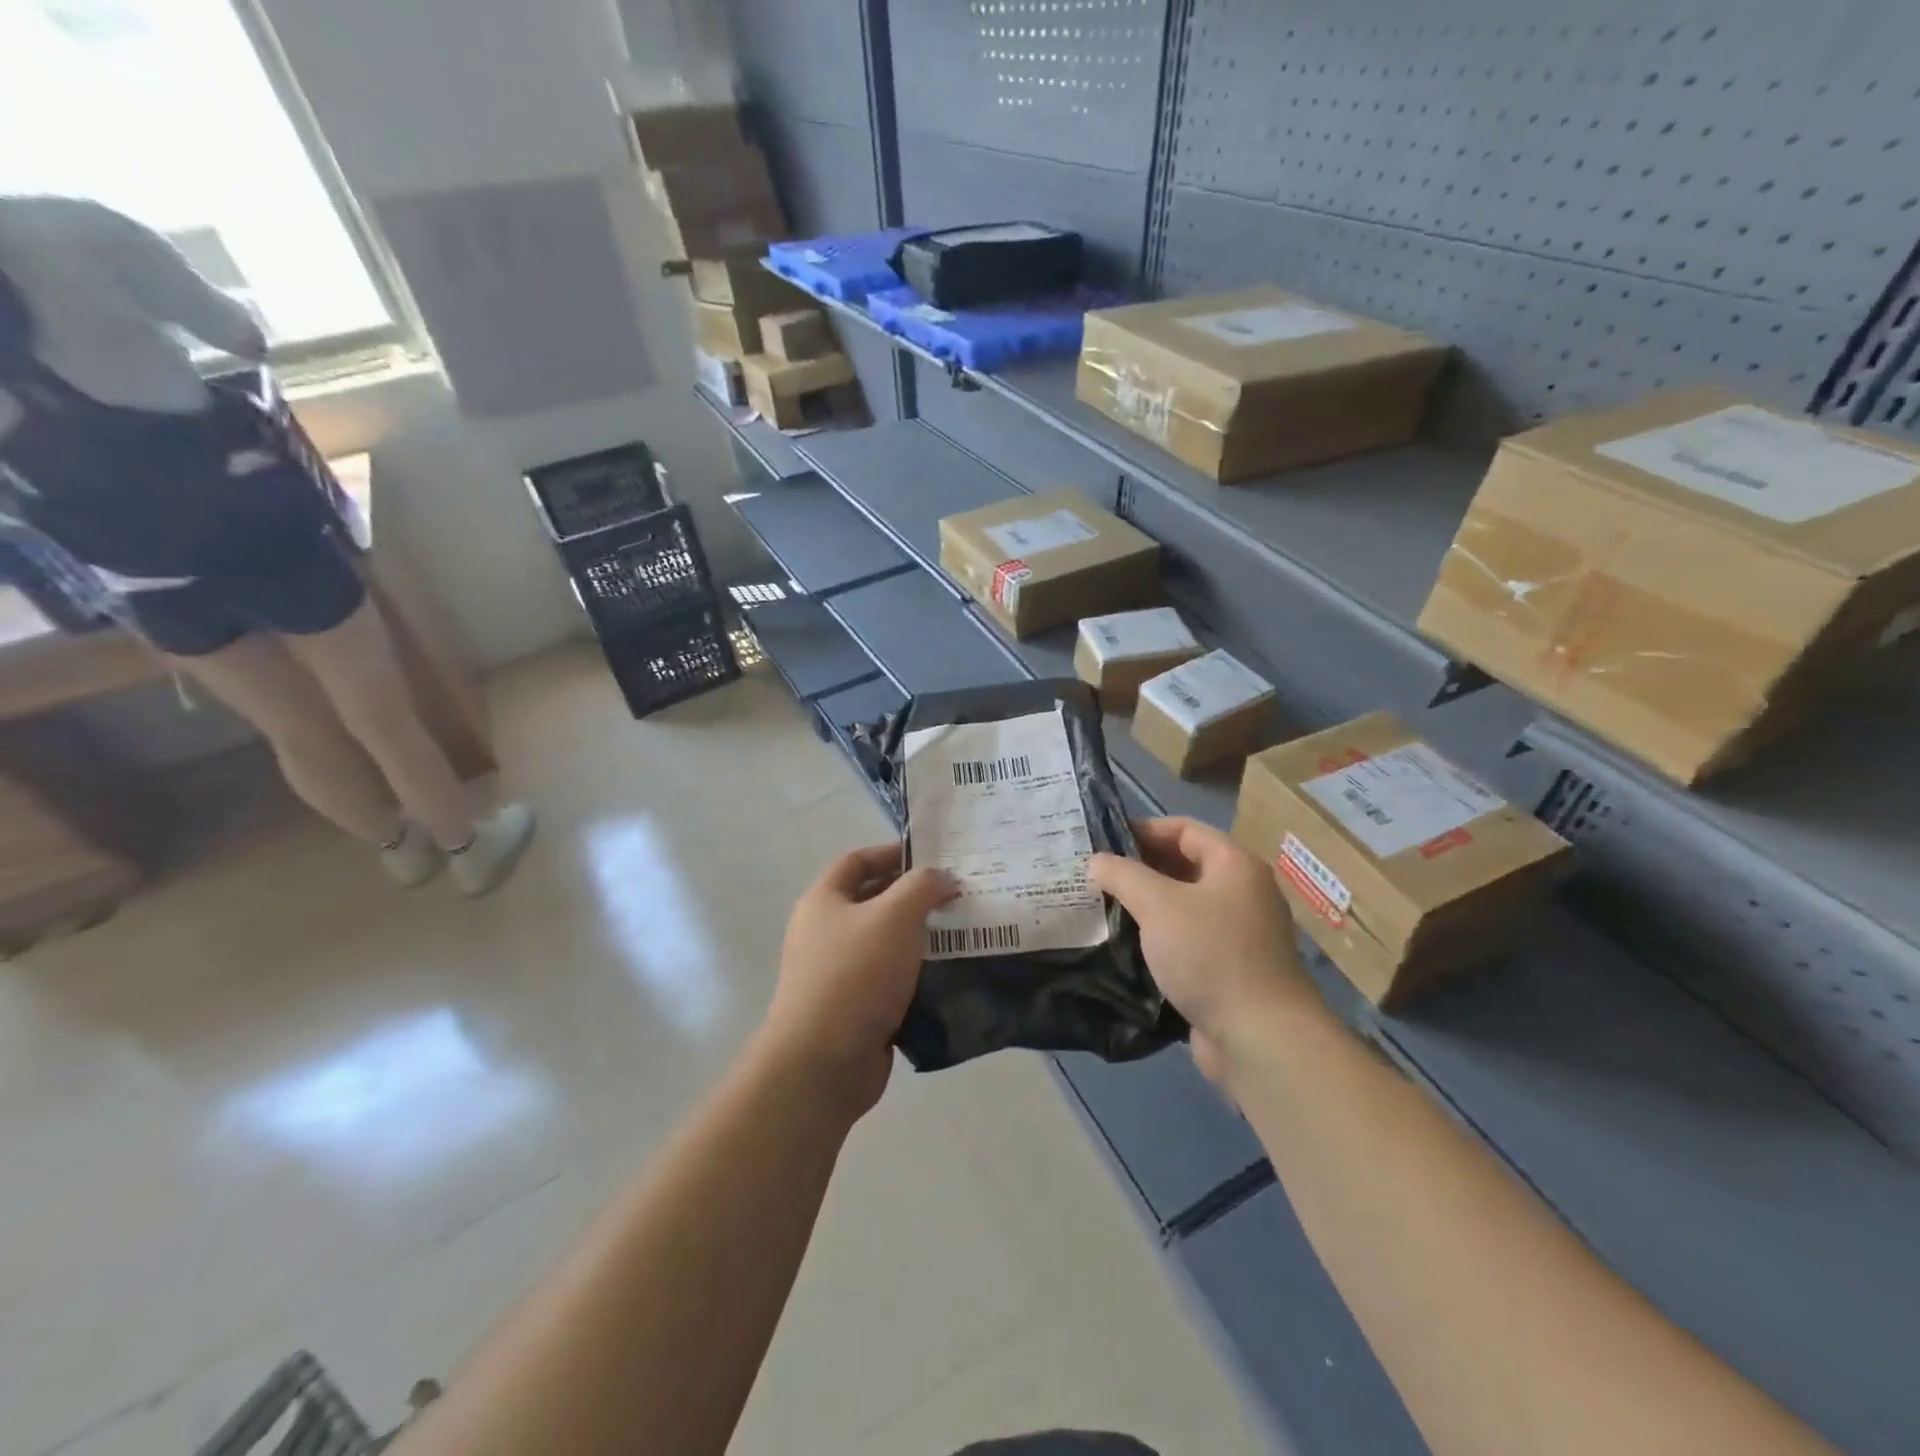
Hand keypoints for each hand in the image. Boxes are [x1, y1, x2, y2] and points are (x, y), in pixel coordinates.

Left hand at [765, 844, 957, 1113]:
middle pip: (873, 901)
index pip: (858, 861)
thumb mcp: (894, 916)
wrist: (823, 1063)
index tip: (935, 858)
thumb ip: (922, 887)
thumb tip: (942, 877)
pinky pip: (891, 980)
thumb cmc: (856, 975)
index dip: (894, 853)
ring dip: (921, 938)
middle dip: (914, 897)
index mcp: (824, 901)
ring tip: (963, 933)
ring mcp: (838, 973)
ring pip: (886, 943)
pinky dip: (917, 974)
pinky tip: (949, 975)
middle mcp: (825, 932)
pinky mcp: (855, 1008)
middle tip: (958, 895)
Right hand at [1088, 818, 1320, 1078]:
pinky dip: (1160, 938)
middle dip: (1140, 868)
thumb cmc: (1211, 955)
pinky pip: (1189, 941)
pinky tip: (1126, 946)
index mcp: (1235, 865)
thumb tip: (1096, 861)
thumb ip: (1122, 875)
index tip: (1102, 840)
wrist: (1261, 1038)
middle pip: (1185, 866)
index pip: (1184, 829)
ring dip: (1147, 905)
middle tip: (1095, 875)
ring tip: (1103, 908)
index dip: (1143, 829)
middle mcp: (1243, 893)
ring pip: (1184, 907)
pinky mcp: (1230, 970)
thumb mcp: (1158, 905)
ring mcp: (1239, 934)